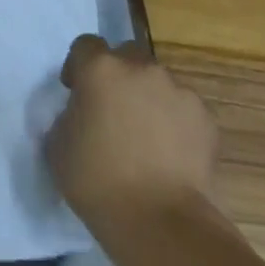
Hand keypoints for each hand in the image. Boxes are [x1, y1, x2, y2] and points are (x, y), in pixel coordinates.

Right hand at [48, 36, 218, 229]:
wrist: (159, 220)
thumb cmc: (96, 180)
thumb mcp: (57, 143)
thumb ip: (69, 114)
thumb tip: (83, 113)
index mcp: (100, 69)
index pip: (85, 45)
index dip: (78, 66)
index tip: (76, 92)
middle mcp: (141, 69)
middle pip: (126, 55)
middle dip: (118, 75)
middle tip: (112, 110)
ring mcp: (179, 91)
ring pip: (158, 82)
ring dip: (148, 98)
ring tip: (145, 136)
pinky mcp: (207, 118)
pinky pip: (183, 108)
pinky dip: (175, 121)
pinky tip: (169, 152)